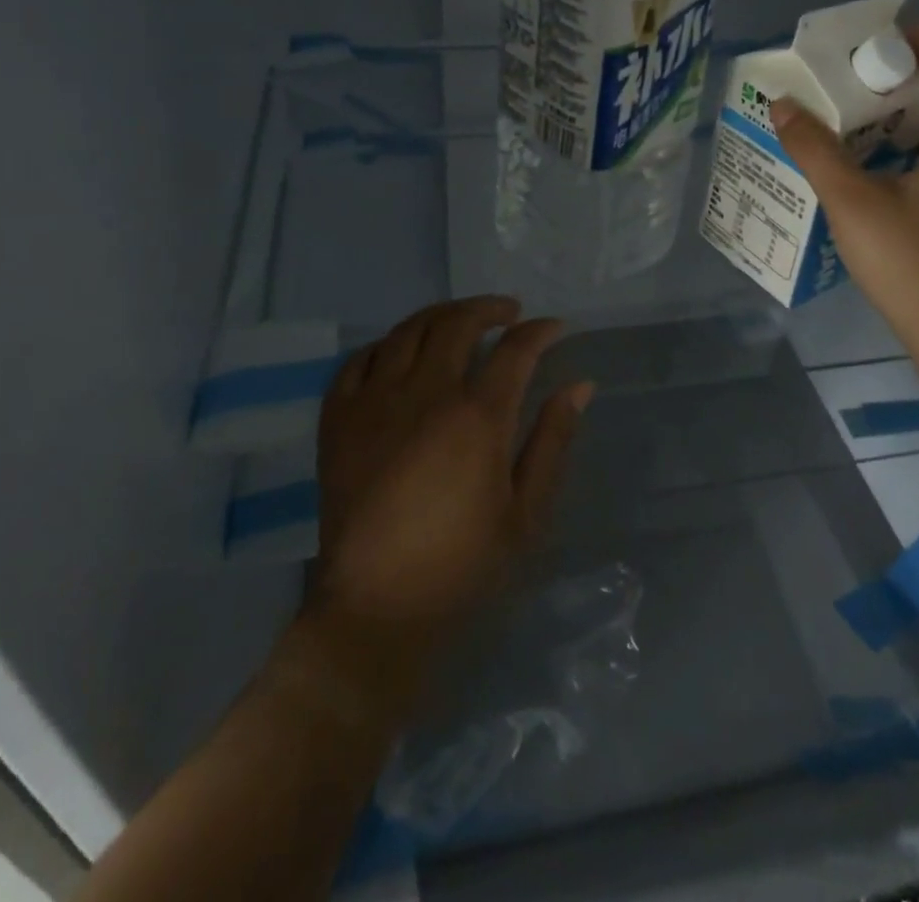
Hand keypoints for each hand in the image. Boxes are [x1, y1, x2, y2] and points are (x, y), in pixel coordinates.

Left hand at [309, 296, 591, 651]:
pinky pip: (359, 360)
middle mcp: (425, 395)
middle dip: (489, 308)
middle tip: (509, 312)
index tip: (555, 328)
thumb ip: (553, 440)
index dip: (540, 331)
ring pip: (408, 330)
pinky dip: (386, 344)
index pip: (515, 350)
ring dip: (441, 316)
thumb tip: (580, 386)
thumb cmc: (462, 566)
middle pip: (458, 324)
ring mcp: (375, 402)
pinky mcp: (338, 420)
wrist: (376, 609)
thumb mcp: (526, 512)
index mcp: (477, 418)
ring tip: (460, 321)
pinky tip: (400, 352)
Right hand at [773, 27, 918, 351]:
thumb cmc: (908, 260)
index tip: (885, 31)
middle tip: (855, 74)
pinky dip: (904, 149)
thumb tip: (782, 104)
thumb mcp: (851, 200)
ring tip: (854, 115)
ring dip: (902, 117)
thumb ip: (815, 150)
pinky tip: (869, 168)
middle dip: (904, 79)